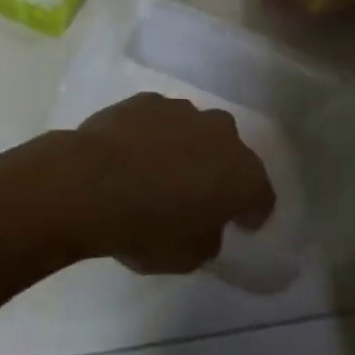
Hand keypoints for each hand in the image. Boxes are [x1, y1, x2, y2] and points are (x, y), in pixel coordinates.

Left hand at [61, 94, 274, 273]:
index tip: (239, 224)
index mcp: (240, 173)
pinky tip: (135, 153)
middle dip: (221, 170)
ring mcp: (180, 109)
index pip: (261, 193)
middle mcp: (218, 132)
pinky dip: (156, 134)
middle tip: (201, 195)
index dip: (252, 211)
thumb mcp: (190, 256)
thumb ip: (209, 234)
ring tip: (162, 172)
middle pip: (230, 151)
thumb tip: (205, 219)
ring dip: (188, 147)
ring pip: (195, 129)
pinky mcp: (146, 98)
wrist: (92, 182)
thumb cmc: (148, 227)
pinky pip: (161, 119)